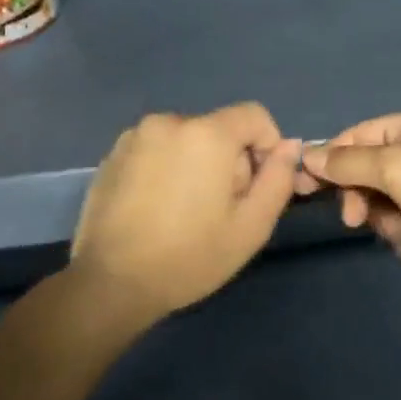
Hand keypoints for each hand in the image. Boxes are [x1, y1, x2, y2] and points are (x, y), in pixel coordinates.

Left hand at [71, 104, 301, 317]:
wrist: (110, 284)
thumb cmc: (189, 256)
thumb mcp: (251, 226)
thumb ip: (278, 179)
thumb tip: (290, 147)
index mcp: (207, 133)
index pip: (254, 115)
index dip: (267, 145)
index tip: (257, 186)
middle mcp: (170, 121)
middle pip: (219, 128)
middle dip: (229, 160)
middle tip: (220, 208)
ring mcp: (136, 135)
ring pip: (186, 138)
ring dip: (196, 163)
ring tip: (185, 210)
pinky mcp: (113, 154)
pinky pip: (156, 149)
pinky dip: (166, 167)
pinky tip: (156, 208)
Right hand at [300, 111, 400, 285]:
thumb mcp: (395, 165)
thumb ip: (348, 164)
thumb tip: (308, 156)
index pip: (354, 139)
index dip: (326, 161)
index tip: (300, 186)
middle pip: (365, 180)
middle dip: (364, 202)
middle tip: (357, 217)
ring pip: (384, 214)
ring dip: (396, 227)